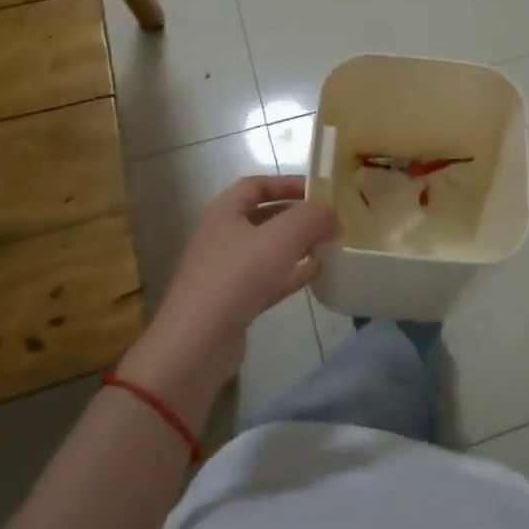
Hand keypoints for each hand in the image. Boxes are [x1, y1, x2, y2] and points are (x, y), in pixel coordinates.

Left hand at [120, 177, 338, 420]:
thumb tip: (331, 215)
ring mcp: (225, 271)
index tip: (319, 191)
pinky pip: (267, 278)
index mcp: (224, 211)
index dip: (287, 183)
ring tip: (328, 246)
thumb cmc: (237, 277)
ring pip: (267, 249)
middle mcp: (221, 236)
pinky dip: (291, 273)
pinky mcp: (232, 301)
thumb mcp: (283, 237)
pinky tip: (315, 274)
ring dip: (297, 246)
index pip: (256, 184)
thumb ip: (313, 217)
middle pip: (264, 216)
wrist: (197, 344)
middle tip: (329, 221)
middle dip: (297, 217)